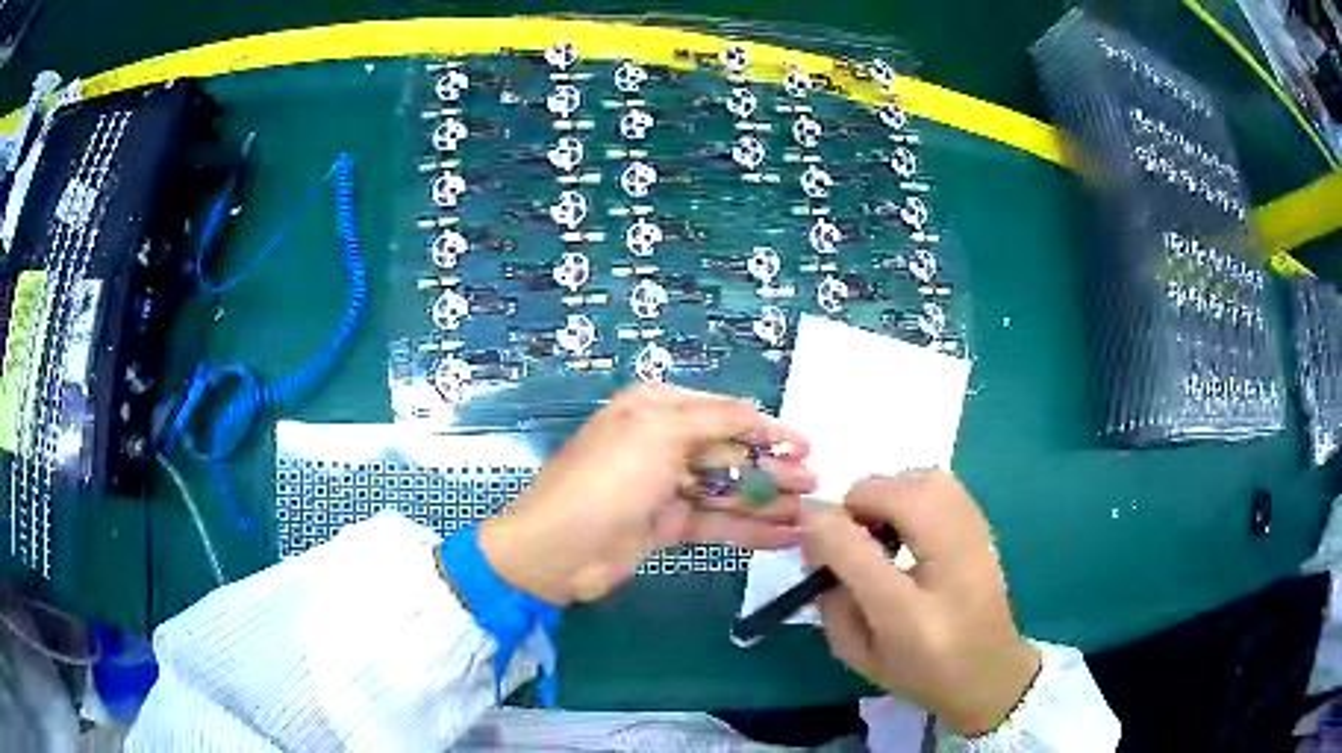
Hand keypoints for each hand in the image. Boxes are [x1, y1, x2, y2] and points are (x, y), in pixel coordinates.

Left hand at [479, 384, 815, 604]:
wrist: (558, 550)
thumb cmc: (609, 479)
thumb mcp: (660, 433)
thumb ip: (716, 420)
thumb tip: (758, 412)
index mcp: (656, 409)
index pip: (724, 412)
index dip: (766, 428)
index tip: (805, 445)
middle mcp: (662, 443)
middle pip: (729, 452)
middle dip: (772, 468)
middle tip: (813, 484)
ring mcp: (664, 486)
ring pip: (726, 490)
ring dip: (766, 501)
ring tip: (808, 514)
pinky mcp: (667, 525)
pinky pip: (715, 522)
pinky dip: (749, 529)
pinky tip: (784, 536)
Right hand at [802, 471, 1040, 736]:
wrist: (992, 674)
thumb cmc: (921, 672)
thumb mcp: (863, 653)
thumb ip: (833, 603)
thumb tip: (816, 538)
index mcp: (913, 613)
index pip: (855, 547)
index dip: (821, 532)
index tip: (810, 547)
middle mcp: (950, 564)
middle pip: (897, 491)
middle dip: (859, 508)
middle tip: (851, 544)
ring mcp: (977, 536)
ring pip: (923, 478)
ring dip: (888, 496)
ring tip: (881, 533)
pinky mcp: (984, 525)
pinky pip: (942, 485)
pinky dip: (914, 494)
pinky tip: (910, 528)